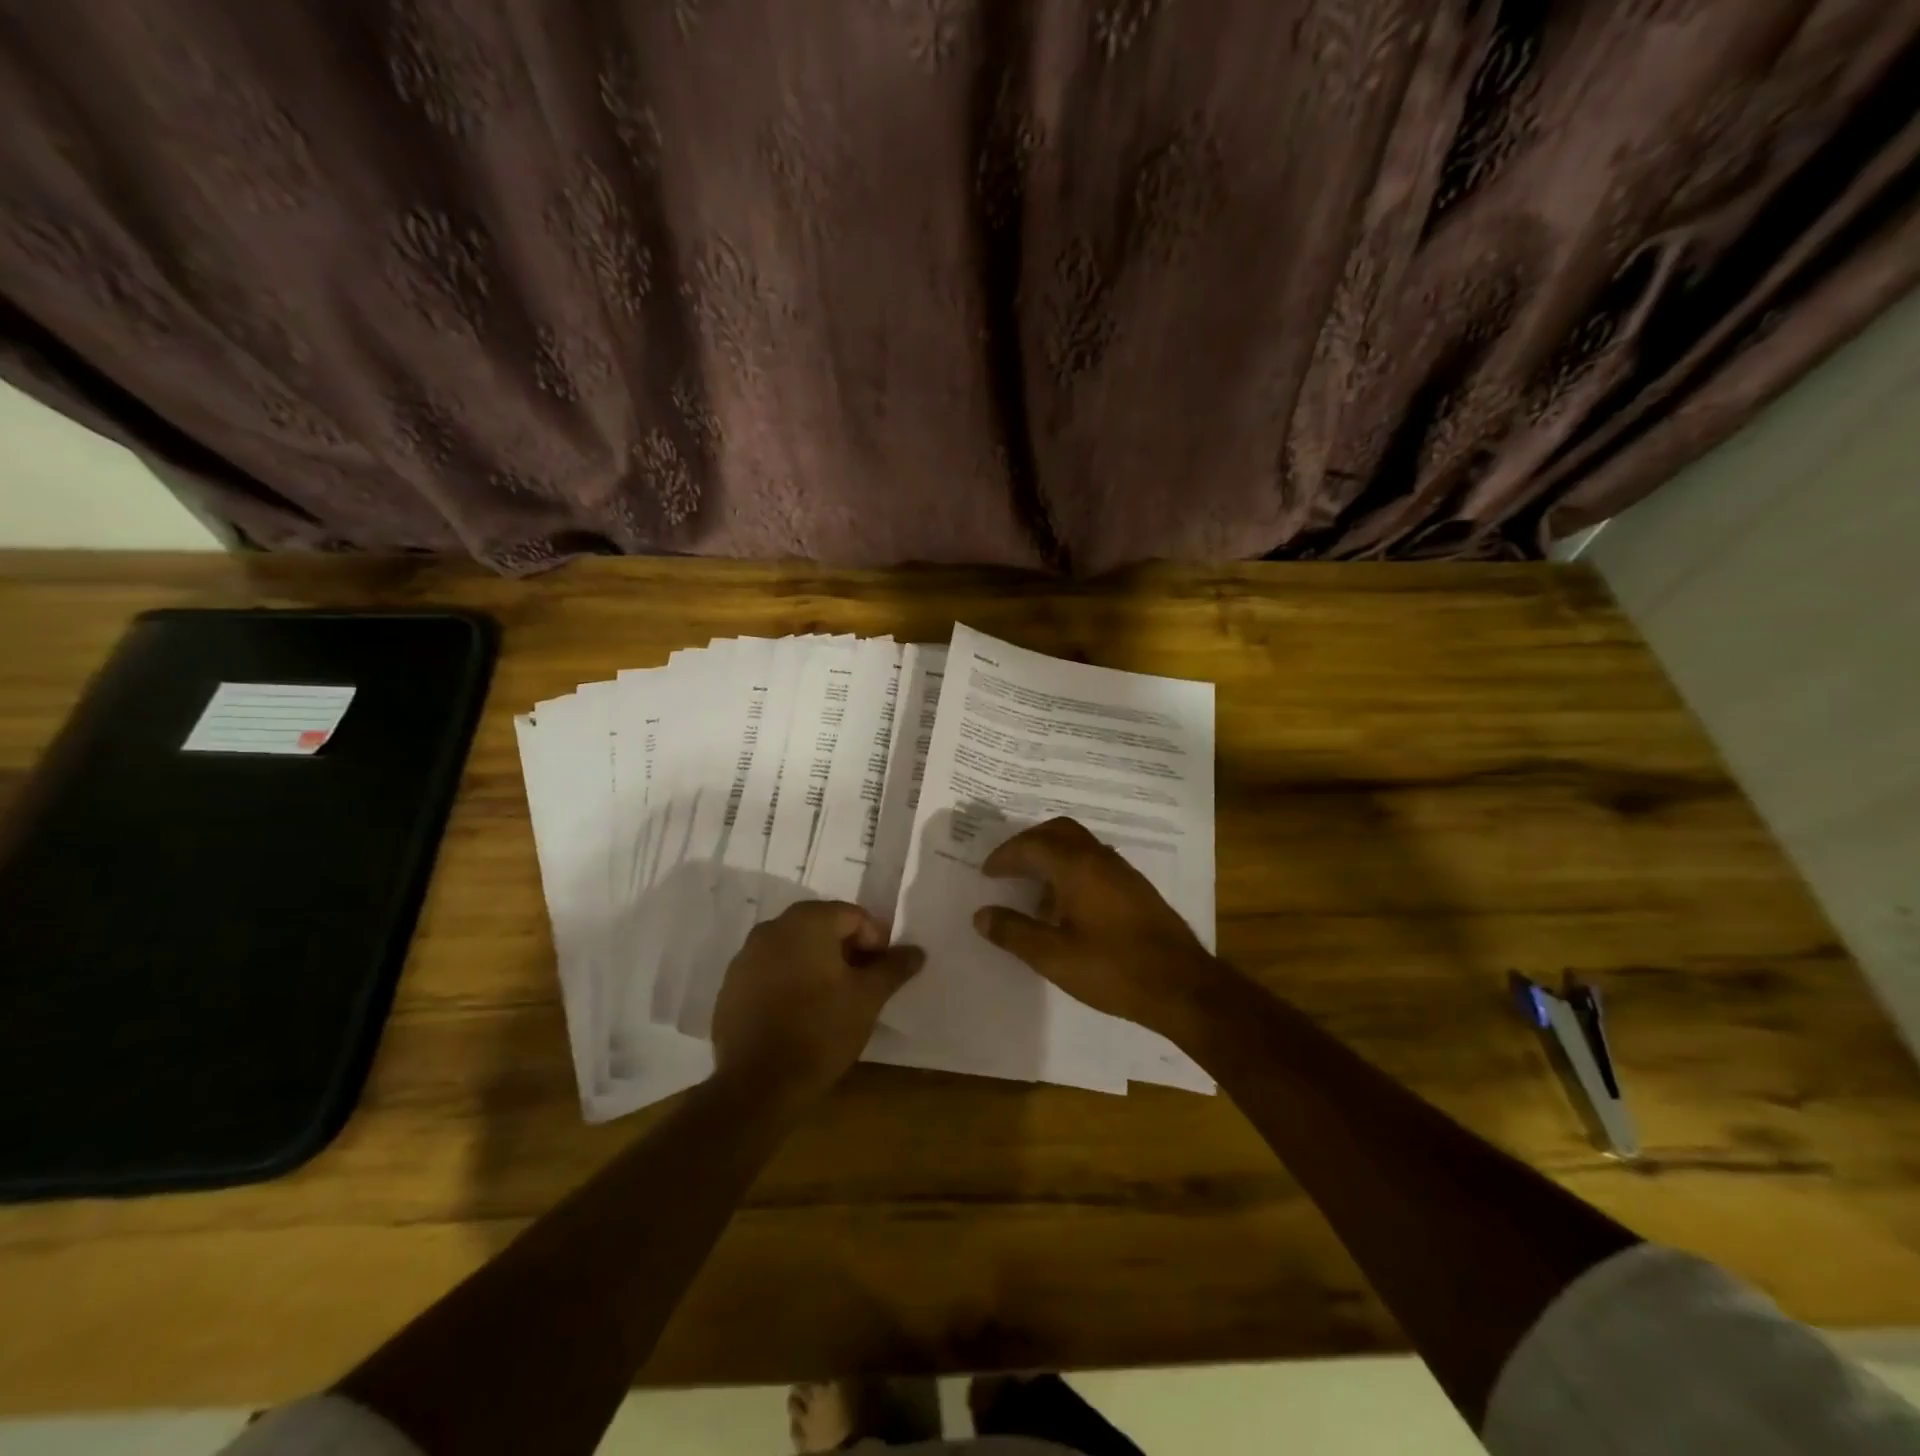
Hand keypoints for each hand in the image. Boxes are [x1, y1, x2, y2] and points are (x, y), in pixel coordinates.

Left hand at [711, 900, 924, 1100]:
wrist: (757, 1086)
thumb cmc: (820, 1031)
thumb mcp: (868, 998)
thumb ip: (893, 968)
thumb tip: (916, 951)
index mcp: (807, 922)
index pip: (853, 915)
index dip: (875, 941)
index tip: (883, 973)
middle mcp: (772, 928)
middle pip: (821, 927)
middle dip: (846, 950)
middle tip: (862, 985)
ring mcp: (745, 957)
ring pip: (794, 949)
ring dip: (817, 965)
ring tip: (832, 1001)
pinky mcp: (730, 986)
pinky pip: (770, 971)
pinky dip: (789, 981)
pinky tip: (799, 1013)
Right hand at [972, 817, 1223, 1040]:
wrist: (1182, 986)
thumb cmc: (1113, 969)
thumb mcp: (1054, 957)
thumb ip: (1015, 932)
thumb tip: (981, 915)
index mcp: (1077, 867)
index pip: (1032, 845)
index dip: (1005, 856)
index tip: (987, 874)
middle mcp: (1100, 858)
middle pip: (1058, 832)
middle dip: (1028, 844)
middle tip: (1008, 868)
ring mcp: (1122, 872)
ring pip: (1079, 845)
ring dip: (1051, 857)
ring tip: (1033, 893)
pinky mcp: (1136, 889)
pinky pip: (1094, 862)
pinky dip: (1071, 870)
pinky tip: (1067, 908)